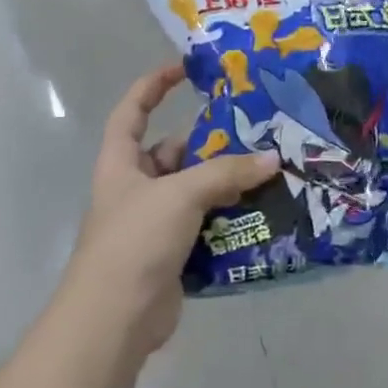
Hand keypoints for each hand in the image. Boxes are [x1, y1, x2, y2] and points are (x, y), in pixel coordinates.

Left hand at [62, 64, 276, 356]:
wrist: (115, 319)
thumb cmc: (135, 240)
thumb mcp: (179, 194)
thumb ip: (226, 173)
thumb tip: (273, 158)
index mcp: (121, 163)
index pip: (133, 111)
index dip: (153, 85)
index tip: (185, 68)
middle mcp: (137, 188)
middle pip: (176, 153)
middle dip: (213, 143)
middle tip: (257, 130)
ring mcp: (156, 223)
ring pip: (198, 191)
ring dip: (230, 184)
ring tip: (272, 170)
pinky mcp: (175, 253)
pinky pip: (209, 225)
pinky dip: (233, 219)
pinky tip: (266, 212)